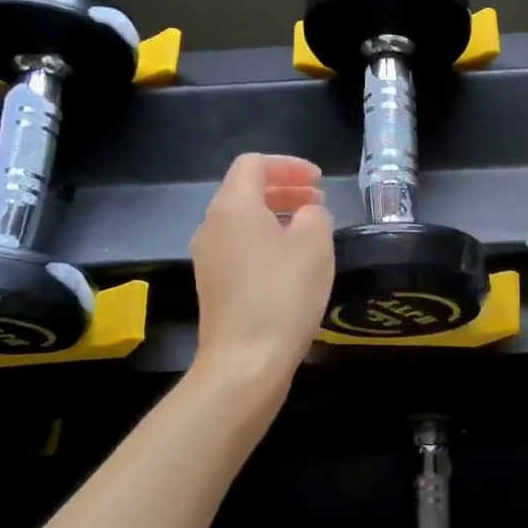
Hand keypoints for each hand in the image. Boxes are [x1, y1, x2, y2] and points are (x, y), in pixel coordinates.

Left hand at [189, 154, 334, 385]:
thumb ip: (315, 215)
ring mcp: (208, 258)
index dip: (288, 165)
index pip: (253, 164)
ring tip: (310, 230)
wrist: (245, 362)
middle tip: (318, 201)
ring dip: (276, 216)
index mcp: (232, 207)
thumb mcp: (315, 245)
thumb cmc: (282, 295)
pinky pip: (239, 246)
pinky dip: (266, 241)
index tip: (318, 181)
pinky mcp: (213, 285)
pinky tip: (292, 263)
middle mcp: (212, 226)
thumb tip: (306, 215)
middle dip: (284, 189)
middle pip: (244, 191)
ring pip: (242, 220)